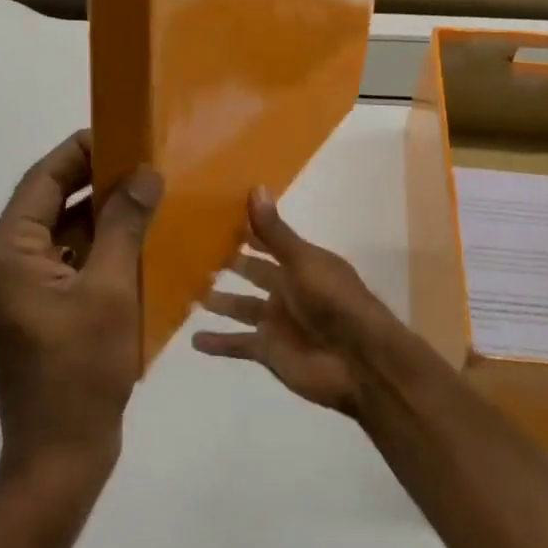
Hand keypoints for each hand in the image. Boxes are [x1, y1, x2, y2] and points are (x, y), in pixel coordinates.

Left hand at [0, 130, 161, 490]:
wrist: (61, 452)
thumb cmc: (82, 370)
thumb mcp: (111, 289)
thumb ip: (125, 225)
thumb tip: (143, 174)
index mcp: (5, 253)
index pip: (41, 180)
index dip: (80, 151)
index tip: (122, 132)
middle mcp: (1, 264)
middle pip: (49, 205)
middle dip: (95, 183)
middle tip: (143, 164)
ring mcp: (16, 291)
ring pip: (60, 236)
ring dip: (100, 218)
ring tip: (147, 197)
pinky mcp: (35, 311)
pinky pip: (65, 265)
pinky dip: (97, 250)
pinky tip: (136, 243)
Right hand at [191, 188, 400, 417]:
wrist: (359, 361)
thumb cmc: (334, 302)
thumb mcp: (303, 261)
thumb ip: (275, 232)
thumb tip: (255, 187)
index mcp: (300, 264)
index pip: (267, 241)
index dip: (245, 230)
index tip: (212, 216)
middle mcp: (287, 290)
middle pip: (252, 273)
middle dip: (228, 264)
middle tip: (191, 251)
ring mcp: (277, 322)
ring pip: (241, 307)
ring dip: (219, 302)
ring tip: (188, 292)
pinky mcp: (268, 351)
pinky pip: (237, 345)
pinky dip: (218, 343)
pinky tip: (194, 339)